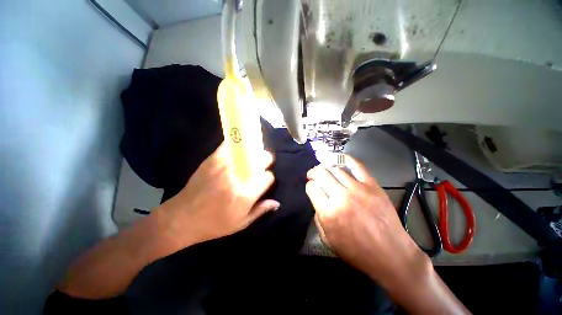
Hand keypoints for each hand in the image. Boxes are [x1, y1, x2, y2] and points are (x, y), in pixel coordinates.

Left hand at [157, 142, 279, 248]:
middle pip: (261, 159)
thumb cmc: (214, 224)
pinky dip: (236, 144)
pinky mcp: (213, 159)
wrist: (181, 218)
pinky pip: (229, 145)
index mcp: (247, 194)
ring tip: (253, 156)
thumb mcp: (241, 223)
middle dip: (266, 160)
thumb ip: (261, 210)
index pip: (268, 176)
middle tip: (262, 164)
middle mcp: (239, 176)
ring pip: (248, 150)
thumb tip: (277, 202)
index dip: (269, 177)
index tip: (265, 180)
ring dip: (254, 152)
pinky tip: (239, 147)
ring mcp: (225, 165)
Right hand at [305, 156, 427, 284]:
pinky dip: (346, 158)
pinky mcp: (372, 185)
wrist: (390, 254)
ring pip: (335, 168)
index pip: (311, 187)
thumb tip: (318, 199)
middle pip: (321, 174)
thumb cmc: (356, 251)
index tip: (312, 188)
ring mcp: (358, 189)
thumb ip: (318, 216)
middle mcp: (341, 197)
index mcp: (328, 212)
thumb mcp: (328, 239)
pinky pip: (357, 165)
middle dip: (313, 173)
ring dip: (326, 168)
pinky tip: (340, 158)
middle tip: (313, 175)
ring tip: (325, 171)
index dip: (309, 186)